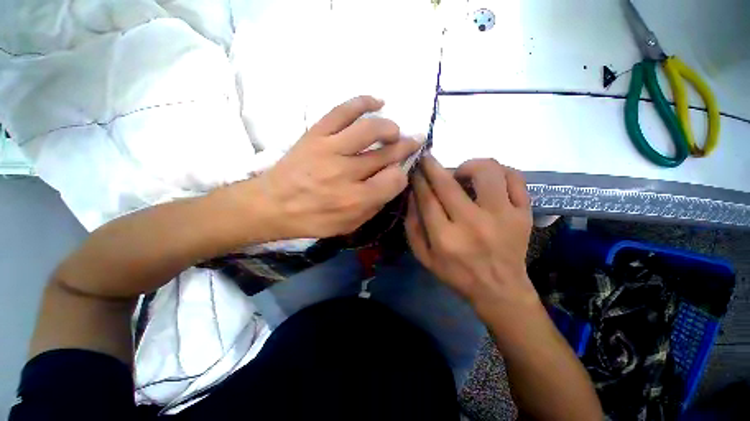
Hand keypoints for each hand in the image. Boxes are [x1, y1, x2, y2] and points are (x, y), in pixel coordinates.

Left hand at [255, 96, 419, 238]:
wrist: (271, 205)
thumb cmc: (312, 219)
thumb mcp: (348, 225)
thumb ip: (374, 206)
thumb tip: (392, 181)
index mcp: (356, 199)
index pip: (395, 180)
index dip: (401, 175)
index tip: (398, 173)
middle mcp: (347, 172)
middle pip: (387, 154)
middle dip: (406, 147)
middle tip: (414, 142)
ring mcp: (330, 149)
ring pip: (370, 129)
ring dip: (389, 127)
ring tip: (394, 131)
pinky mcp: (316, 134)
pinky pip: (343, 110)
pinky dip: (363, 102)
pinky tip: (377, 102)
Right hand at [406, 156, 536, 314]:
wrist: (499, 289)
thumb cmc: (456, 274)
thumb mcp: (424, 256)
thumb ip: (412, 225)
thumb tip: (412, 194)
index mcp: (445, 238)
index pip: (427, 198)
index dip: (418, 178)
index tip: (415, 168)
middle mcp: (473, 224)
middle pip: (448, 183)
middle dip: (432, 165)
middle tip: (427, 159)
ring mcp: (503, 217)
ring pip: (487, 171)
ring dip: (468, 165)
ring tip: (462, 174)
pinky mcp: (523, 214)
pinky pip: (515, 178)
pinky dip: (499, 171)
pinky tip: (488, 178)